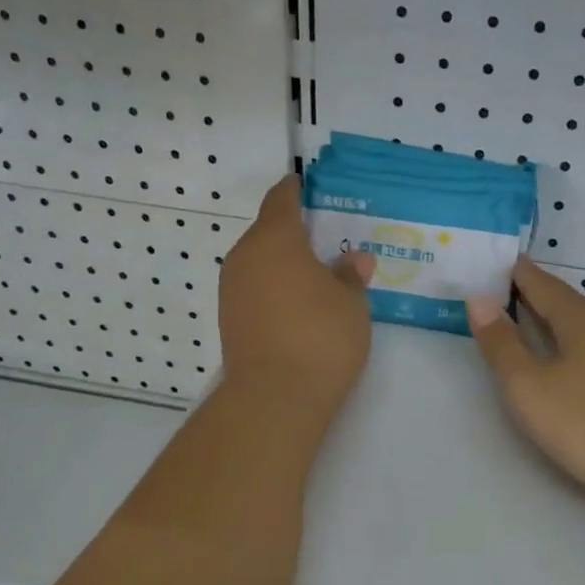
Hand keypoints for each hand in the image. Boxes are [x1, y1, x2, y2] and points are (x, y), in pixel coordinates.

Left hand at [219, 176, 373, 413]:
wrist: (274, 397)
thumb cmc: (320, 335)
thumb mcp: (351, 302)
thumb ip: (351, 275)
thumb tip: (354, 260)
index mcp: (275, 238)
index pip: (282, 199)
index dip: (296, 190)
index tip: (309, 187)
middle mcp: (245, 257)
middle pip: (268, 233)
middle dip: (295, 235)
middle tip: (328, 243)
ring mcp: (231, 290)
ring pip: (260, 264)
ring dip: (284, 266)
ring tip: (317, 279)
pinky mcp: (229, 321)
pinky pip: (255, 291)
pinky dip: (274, 291)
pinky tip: (299, 308)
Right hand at [467, 260, 584, 514]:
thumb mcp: (529, 388)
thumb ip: (501, 344)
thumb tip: (479, 299)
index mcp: (582, 317)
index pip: (542, 284)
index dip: (516, 273)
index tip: (496, 263)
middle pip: (568, 303)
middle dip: (536, 299)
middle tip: (504, 298)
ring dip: (560, 324)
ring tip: (535, 331)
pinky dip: (582, 346)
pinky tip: (578, 365)